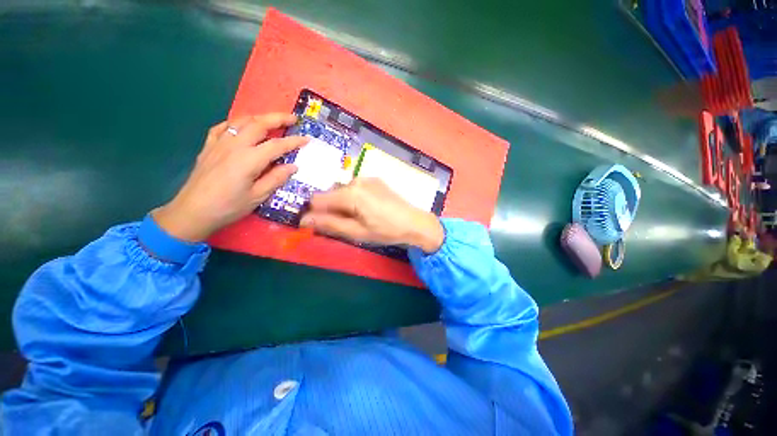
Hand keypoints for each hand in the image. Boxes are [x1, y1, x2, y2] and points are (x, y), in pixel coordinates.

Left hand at [153, 114, 307, 241]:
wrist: (192, 211)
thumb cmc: (228, 206)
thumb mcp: (258, 196)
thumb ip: (276, 178)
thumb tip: (293, 166)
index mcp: (249, 159)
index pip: (277, 145)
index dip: (294, 141)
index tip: (307, 139)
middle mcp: (235, 146)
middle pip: (258, 124)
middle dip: (278, 119)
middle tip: (293, 118)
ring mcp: (219, 144)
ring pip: (241, 122)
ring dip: (259, 118)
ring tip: (271, 120)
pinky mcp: (208, 147)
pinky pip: (222, 128)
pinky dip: (235, 123)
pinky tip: (240, 126)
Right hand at [300, 178, 444, 253]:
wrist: (415, 222)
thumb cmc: (386, 230)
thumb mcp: (357, 232)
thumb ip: (330, 224)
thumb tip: (303, 220)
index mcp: (350, 193)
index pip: (317, 200)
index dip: (316, 213)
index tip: (323, 225)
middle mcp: (356, 180)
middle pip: (330, 194)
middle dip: (332, 209)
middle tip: (347, 224)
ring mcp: (367, 178)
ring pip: (342, 191)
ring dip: (344, 204)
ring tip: (359, 218)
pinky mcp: (375, 180)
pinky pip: (355, 188)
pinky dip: (354, 198)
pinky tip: (368, 209)